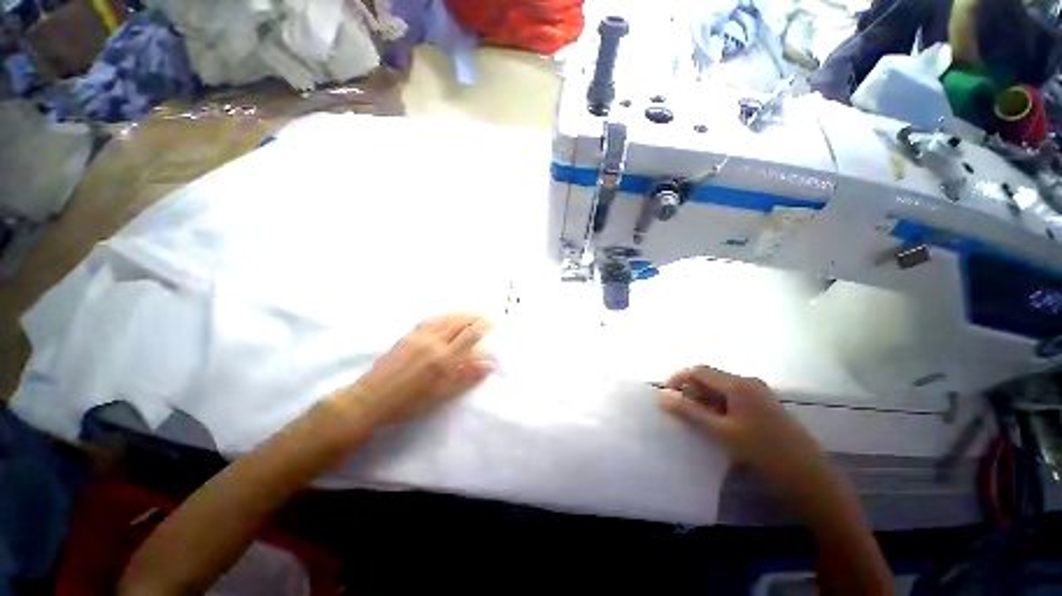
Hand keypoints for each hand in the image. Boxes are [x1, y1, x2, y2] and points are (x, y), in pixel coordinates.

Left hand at [345, 313, 494, 424]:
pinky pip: (431, 319)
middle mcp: (434, 342)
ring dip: (462, 314)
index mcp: (444, 359)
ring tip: (473, 313)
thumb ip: (467, 377)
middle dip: (476, 317)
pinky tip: (449, 317)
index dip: (485, 327)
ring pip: (446, 318)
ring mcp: (419, 336)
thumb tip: (489, 364)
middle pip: (459, 322)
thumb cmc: (408, 403)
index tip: (496, 323)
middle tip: (488, 316)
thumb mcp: (442, 395)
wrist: (370, 400)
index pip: (470, 336)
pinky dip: (445, 315)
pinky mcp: (408, 335)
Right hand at [658, 365, 831, 503]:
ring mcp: (758, 394)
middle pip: (709, 378)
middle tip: (679, 413)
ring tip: (696, 422)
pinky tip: (716, 426)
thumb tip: (661, 396)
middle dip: (690, 391)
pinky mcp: (764, 407)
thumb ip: (689, 412)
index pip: (698, 370)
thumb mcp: (721, 432)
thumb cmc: (763, 452)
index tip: (664, 396)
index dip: (677, 379)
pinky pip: (732, 399)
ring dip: (703, 401)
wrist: (811, 478)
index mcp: (738, 384)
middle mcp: (748, 382)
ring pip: (720, 390)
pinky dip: (718, 408)